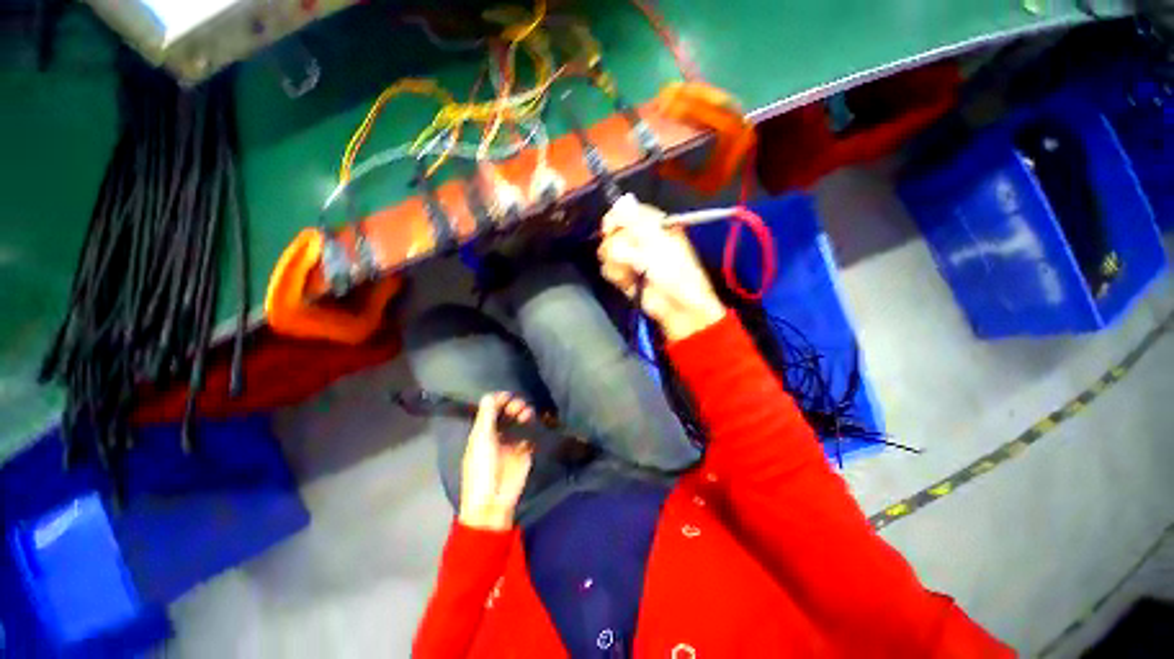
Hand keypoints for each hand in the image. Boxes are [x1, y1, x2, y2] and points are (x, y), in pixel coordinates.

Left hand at [458, 393, 535, 530]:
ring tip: (527, 413)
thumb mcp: (481, 440)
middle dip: (513, 405)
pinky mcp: (525, 451)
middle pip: (506, 413)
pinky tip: (533, 424)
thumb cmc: (482, 469)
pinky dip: (532, 427)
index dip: (498, 400)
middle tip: (519, 405)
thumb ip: (487, 417)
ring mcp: (511, 443)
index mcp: (482, 432)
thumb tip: (489, 395)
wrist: (494, 500)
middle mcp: (497, 434)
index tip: (508, 395)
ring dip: (523, 414)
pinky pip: (530, 434)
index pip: (491, 410)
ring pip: (519, 421)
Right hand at [598, 197, 725, 341]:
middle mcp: (640, 238)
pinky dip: (617, 275)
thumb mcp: (657, 241)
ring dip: (617, 263)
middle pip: (612, 232)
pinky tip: (628, 281)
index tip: (609, 228)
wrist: (675, 303)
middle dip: (618, 246)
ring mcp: (630, 257)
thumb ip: (636, 221)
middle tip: (633, 257)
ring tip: (633, 272)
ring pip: (606, 251)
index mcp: (653, 224)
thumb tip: (622, 199)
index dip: (614, 218)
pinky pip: (608, 269)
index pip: (625, 211)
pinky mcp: (623, 275)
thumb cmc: (673, 269)